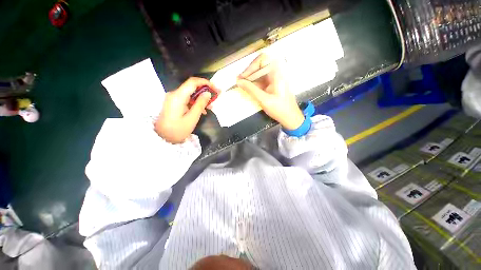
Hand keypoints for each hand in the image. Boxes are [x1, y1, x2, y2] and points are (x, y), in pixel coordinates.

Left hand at [155, 77, 216, 143]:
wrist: (163, 138)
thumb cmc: (178, 130)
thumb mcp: (192, 117)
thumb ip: (200, 104)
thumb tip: (208, 93)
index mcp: (178, 96)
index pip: (193, 82)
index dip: (206, 83)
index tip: (216, 88)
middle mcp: (174, 94)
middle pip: (192, 87)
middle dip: (205, 91)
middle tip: (216, 97)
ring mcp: (173, 98)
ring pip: (191, 93)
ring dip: (201, 98)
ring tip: (211, 106)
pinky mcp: (174, 103)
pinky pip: (187, 99)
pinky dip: (196, 102)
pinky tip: (202, 110)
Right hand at [237, 53, 304, 129]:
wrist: (290, 117)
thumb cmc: (280, 109)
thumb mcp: (264, 100)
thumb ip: (251, 89)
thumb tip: (238, 82)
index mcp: (277, 72)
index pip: (262, 60)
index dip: (250, 67)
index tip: (242, 78)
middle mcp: (277, 72)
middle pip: (260, 65)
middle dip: (249, 73)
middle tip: (239, 82)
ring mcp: (275, 78)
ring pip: (259, 73)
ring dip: (250, 79)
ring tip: (241, 85)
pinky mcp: (273, 84)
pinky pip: (261, 80)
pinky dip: (254, 84)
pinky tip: (248, 89)